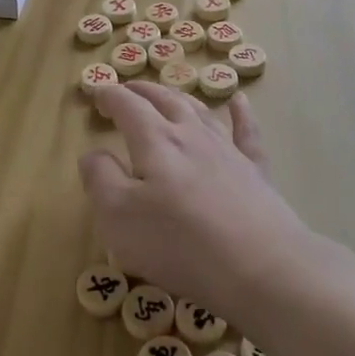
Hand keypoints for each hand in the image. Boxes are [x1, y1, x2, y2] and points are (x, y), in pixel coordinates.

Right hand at [78, 83, 311, 325]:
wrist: (260, 266)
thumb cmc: (179, 243)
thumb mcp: (118, 216)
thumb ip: (100, 179)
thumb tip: (93, 154)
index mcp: (155, 141)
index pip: (128, 106)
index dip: (110, 96)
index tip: (98, 93)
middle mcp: (191, 135)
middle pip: (164, 101)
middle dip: (142, 91)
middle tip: (128, 89)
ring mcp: (227, 150)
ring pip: (200, 111)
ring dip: (180, 97)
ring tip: (168, 93)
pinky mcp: (255, 171)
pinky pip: (246, 132)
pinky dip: (240, 113)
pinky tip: (239, 102)